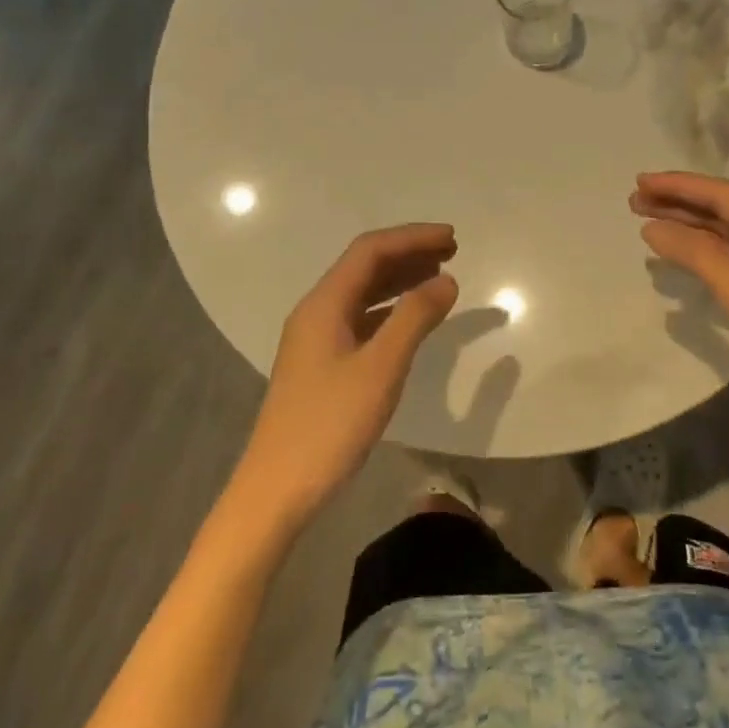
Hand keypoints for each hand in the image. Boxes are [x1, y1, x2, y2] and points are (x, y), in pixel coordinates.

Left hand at [234, 224, 459, 530]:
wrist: (276, 489)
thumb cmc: (330, 425)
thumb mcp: (381, 369)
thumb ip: (414, 319)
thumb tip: (446, 281)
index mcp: (324, 304)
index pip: (370, 251)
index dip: (412, 238)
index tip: (452, 238)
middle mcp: (317, 312)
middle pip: (365, 266)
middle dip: (408, 253)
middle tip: (452, 252)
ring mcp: (316, 338)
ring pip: (363, 293)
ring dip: (400, 279)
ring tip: (439, 277)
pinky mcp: (321, 363)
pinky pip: (360, 318)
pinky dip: (390, 309)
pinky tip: (411, 319)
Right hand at [631, 172, 728, 431]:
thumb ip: (697, 256)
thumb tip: (652, 228)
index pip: (720, 194)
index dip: (678, 185)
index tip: (640, 183)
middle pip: (721, 209)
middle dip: (678, 202)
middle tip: (634, 202)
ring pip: (725, 232)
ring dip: (688, 224)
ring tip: (647, 222)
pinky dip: (702, 250)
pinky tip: (681, 254)